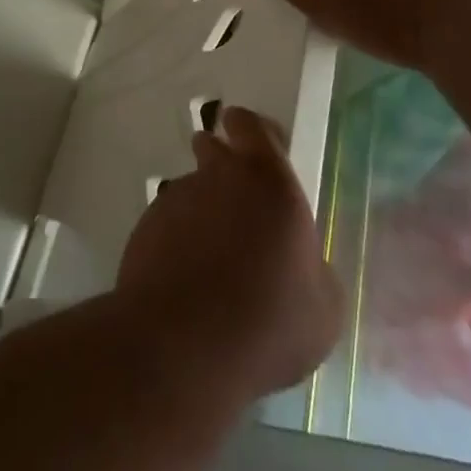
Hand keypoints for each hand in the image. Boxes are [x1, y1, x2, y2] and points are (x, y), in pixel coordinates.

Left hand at [116, 107, 341, 400]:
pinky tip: (187, 278)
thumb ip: (314, 268)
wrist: (183, 344)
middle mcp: (219, 174)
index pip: (252, 125)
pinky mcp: (147, 223)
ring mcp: (178, 196)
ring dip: (202, 206)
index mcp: (268, 180)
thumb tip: (303, 263)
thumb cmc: (267, 322)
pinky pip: (169, 219)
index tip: (259, 150)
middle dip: (221, 161)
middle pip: (213, 145)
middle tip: (238, 204)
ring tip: (213, 256)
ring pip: (191, 186)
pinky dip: (179, 236)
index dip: (253, 132)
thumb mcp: (323, 308)